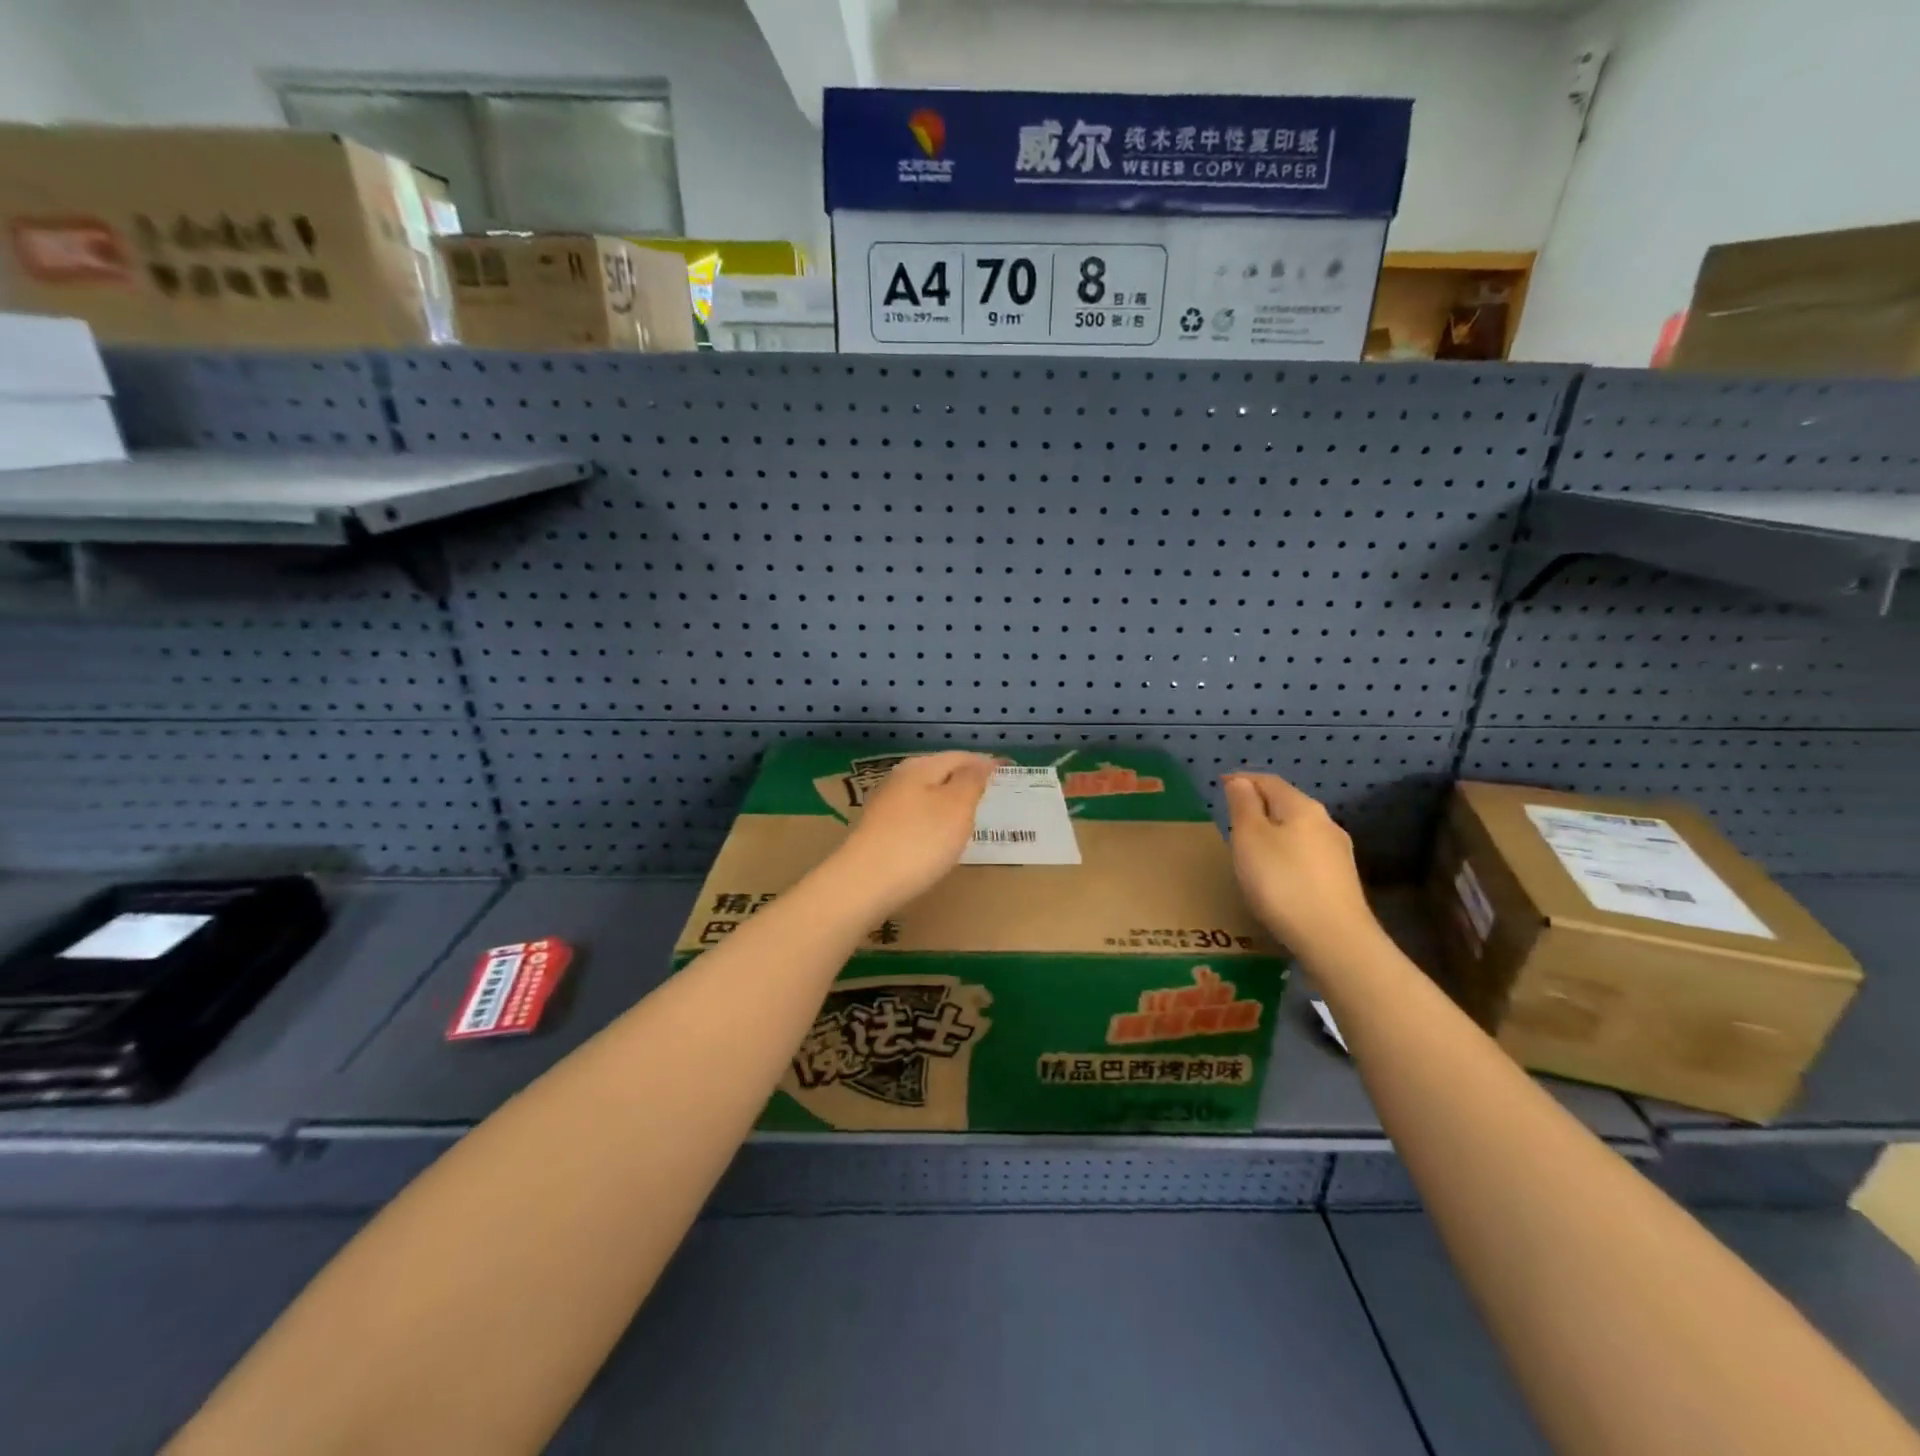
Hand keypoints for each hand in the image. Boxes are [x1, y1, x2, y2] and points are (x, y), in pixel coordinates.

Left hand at [827, 751, 995, 914]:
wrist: (864, 884)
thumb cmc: (919, 841)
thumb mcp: (956, 807)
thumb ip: (971, 781)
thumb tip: (982, 761)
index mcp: (919, 767)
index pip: (959, 756)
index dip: (984, 763)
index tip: (1007, 772)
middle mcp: (898, 780)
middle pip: (939, 773)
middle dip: (965, 781)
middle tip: (990, 795)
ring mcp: (885, 806)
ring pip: (925, 795)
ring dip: (948, 802)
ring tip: (969, 817)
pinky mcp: (878, 832)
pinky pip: (914, 818)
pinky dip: (932, 822)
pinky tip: (938, 838)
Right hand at [1223, 772, 1379, 955]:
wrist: (1335, 939)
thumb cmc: (1282, 882)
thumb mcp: (1250, 838)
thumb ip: (1243, 806)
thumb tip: (1241, 781)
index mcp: (1302, 807)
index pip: (1269, 781)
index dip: (1243, 779)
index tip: (1221, 784)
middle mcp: (1325, 823)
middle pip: (1287, 804)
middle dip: (1260, 804)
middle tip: (1233, 815)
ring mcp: (1338, 853)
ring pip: (1299, 830)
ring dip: (1275, 830)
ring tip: (1251, 845)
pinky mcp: (1341, 880)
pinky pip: (1307, 854)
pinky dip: (1287, 852)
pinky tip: (1278, 871)